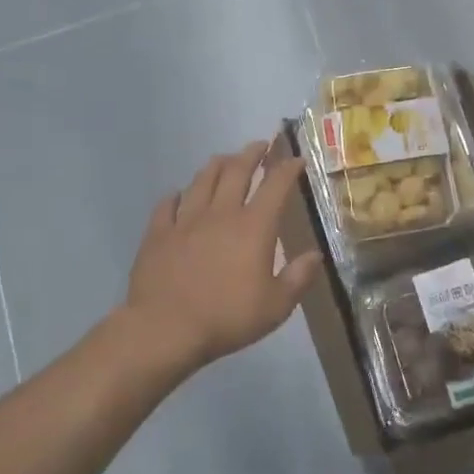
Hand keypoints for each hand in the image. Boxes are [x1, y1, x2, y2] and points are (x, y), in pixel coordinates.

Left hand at [124, 140, 322, 370]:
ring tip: (224, 158)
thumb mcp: (276, 306)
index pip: (275, 186)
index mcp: (254, 227)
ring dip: (216, 165)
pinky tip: (177, 194)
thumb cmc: (227, 317)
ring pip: (202, 180)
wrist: (165, 329)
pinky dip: (175, 196)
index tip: (296, 159)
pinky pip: (167, 206)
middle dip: (252, 154)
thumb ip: (298, 277)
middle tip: (261, 144)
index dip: (287, 168)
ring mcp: (186, 221)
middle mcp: (221, 213)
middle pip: (237, 171)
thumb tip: (315, 255)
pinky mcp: (158, 234)